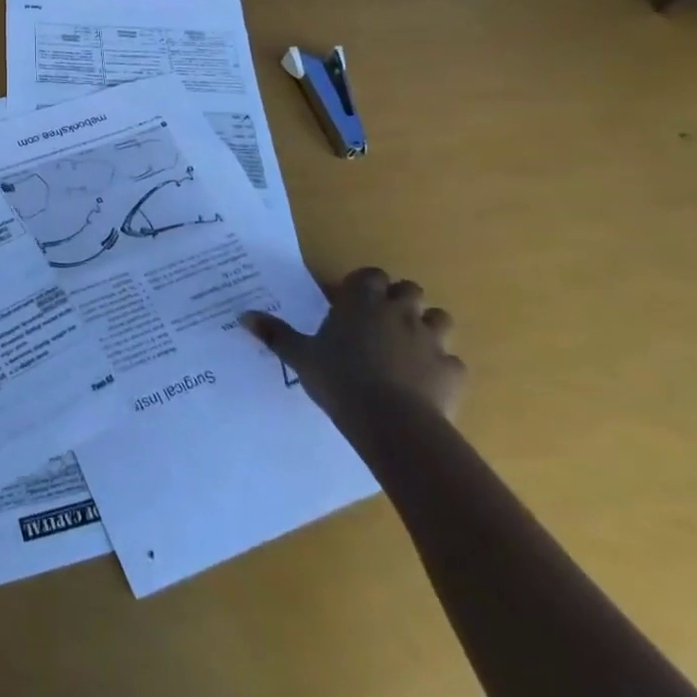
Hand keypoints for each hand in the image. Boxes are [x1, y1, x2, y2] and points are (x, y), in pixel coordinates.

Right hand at [243, 267, 465, 422]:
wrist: (392, 421)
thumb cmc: (340, 378)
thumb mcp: (300, 356)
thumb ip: (275, 334)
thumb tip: (243, 317)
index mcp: (362, 302)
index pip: (371, 275)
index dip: (365, 283)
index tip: (352, 299)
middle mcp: (399, 312)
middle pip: (409, 290)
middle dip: (399, 300)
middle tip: (381, 321)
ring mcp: (431, 340)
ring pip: (440, 318)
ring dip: (427, 327)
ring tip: (410, 346)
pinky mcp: (452, 371)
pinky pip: (453, 362)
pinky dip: (442, 368)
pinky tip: (427, 383)